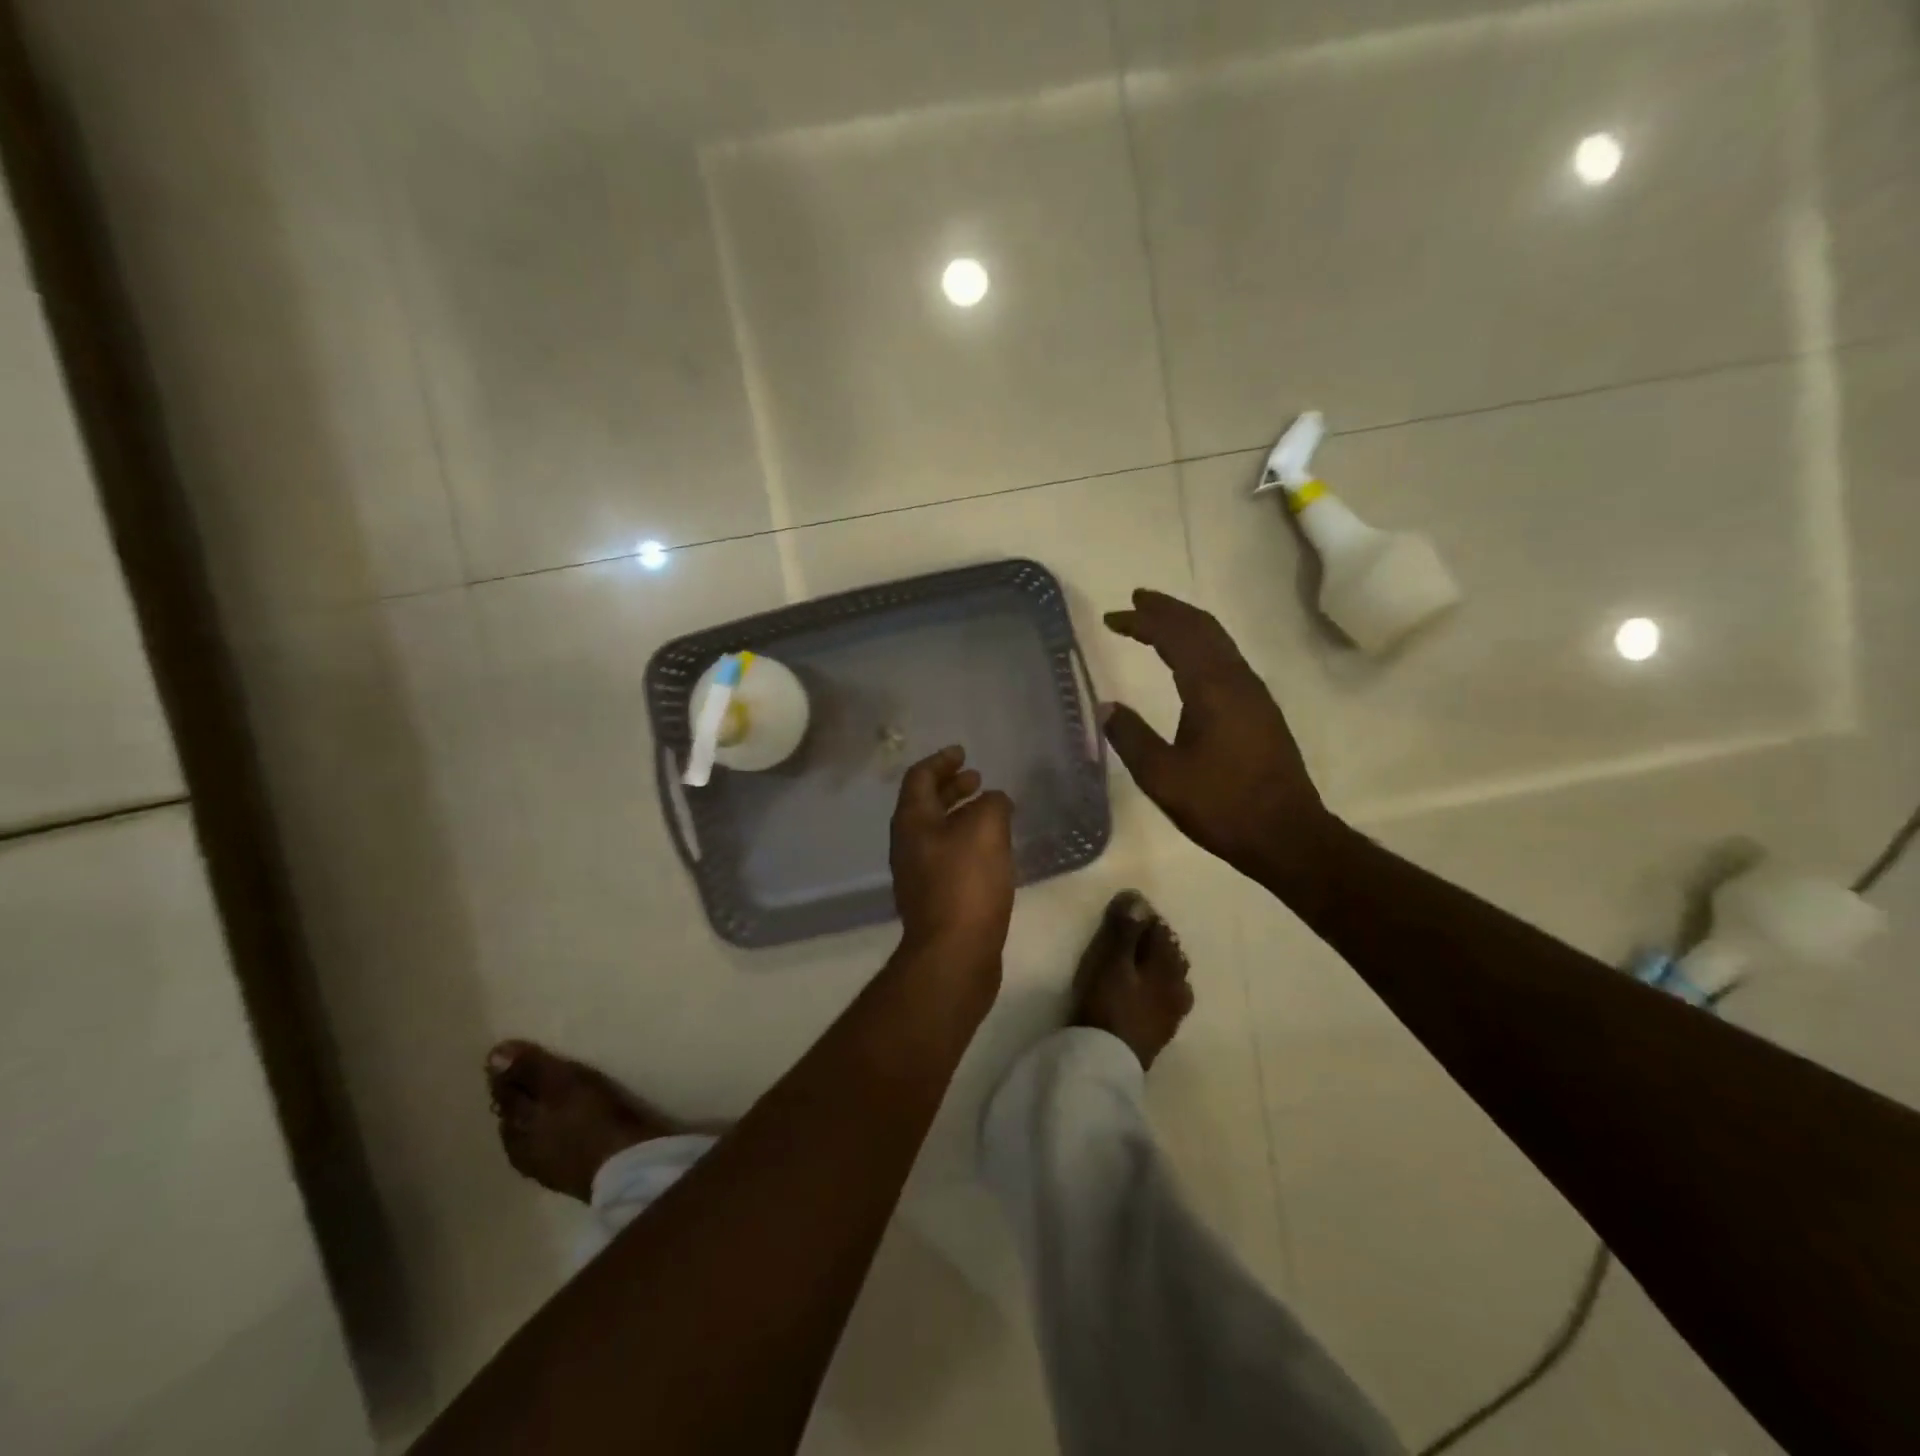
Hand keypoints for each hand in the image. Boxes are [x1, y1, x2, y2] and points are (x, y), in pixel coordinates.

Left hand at [890, 746, 1015, 978]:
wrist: (954, 952)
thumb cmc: (966, 882)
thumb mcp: (986, 828)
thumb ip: (992, 804)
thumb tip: (994, 801)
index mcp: (912, 821)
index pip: (919, 778)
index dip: (941, 761)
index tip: (962, 752)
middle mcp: (908, 844)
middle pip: (925, 804)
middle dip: (950, 788)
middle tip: (976, 778)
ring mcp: (917, 874)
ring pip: (937, 832)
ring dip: (960, 815)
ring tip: (989, 811)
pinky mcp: (934, 899)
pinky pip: (948, 857)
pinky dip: (966, 842)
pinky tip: (991, 851)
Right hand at [1102, 589, 1334, 895]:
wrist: (1287, 835)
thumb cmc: (1222, 805)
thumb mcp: (1163, 777)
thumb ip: (1131, 737)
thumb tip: (1107, 707)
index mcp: (1212, 688)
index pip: (1174, 637)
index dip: (1143, 621)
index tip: (1113, 616)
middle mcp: (1237, 680)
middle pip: (1202, 628)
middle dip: (1167, 610)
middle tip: (1137, 600)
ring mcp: (1254, 694)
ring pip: (1218, 642)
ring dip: (1186, 625)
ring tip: (1158, 621)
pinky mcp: (1260, 710)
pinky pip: (1226, 659)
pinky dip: (1201, 646)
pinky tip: (1189, 661)